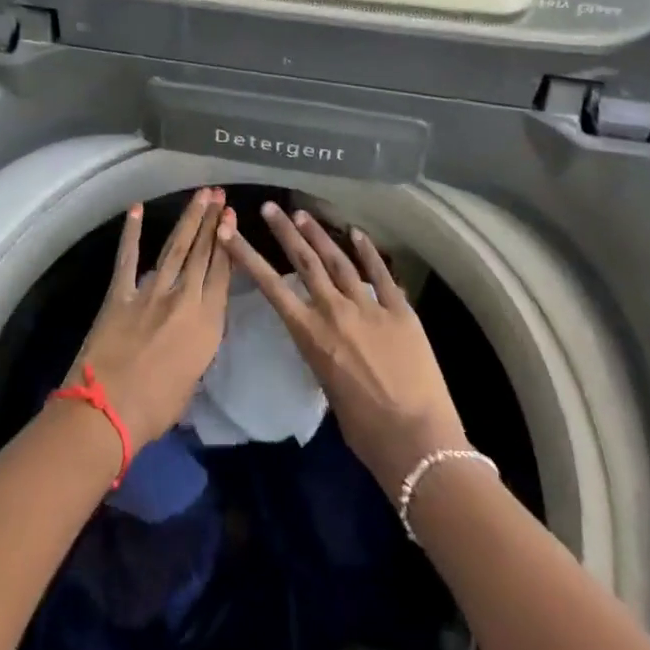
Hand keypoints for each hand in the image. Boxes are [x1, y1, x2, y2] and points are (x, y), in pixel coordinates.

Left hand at [74, 187, 234, 444]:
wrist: (107, 411)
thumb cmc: (155, 409)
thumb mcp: (193, 379)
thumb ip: (197, 346)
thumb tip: (193, 329)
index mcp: (206, 323)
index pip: (222, 273)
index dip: (228, 243)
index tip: (232, 216)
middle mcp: (183, 299)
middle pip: (202, 253)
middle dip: (212, 220)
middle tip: (218, 193)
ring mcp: (151, 292)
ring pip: (175, 247)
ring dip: (189, 219)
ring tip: (200, 195)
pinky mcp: (121, 293)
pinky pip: (128, 257)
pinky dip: (132, 232)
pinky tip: (136, 209)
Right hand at [228, 204, 468, 494]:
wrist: (419, 443)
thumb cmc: (367, 433)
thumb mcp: (330, 390)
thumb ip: (324, 355)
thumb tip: (327, 340)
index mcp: (312, 336)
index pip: (272, 287)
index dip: (248, 257)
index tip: (230, 233)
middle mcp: (335, 312)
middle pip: (305, 261)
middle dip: (285, 231)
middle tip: (271, 207)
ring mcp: (370, 306)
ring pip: (338, 260)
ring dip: (319, 235)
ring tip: (303, 214)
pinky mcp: (401, 309)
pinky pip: (381, 272)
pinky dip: (367, 250)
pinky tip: (357, 232)